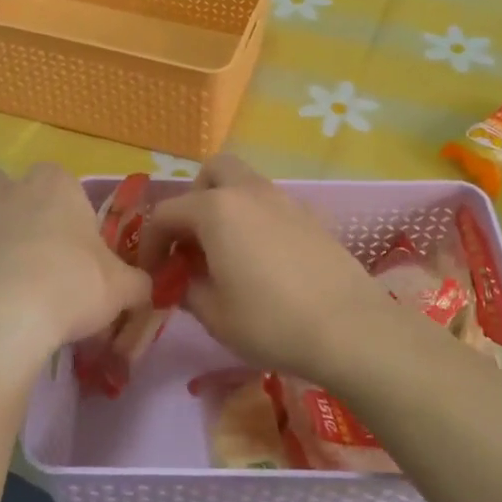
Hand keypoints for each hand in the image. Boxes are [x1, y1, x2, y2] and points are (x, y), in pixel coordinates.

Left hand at [0, 165, 150, 361]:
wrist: (2, 318)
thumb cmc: (71, 288)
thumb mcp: (121, 288)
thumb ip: (136, 282)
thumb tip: (149, 288)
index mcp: (52, 187)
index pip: (55, 177)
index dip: (60, 205)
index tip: (67, 238)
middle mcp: (2, 189)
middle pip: (0, 185)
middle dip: (8, 207)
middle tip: (25, 250)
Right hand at [138, 155, 393, 377]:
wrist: (350, 329)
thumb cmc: (270, 322)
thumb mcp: (213, 314)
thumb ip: (186, 288)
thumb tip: (179, 279)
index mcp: (216, 209)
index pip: (166, 213)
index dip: (151, 243)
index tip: (153, 273)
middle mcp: (249, 192)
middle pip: (211, 173)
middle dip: (193, 201)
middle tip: (193, 243)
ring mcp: (285, 200)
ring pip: (244, 185)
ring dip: (225, 209)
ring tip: (226, 255)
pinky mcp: (311, 216)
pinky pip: (270, 205)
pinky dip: (255, 220)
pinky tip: (263, 262)